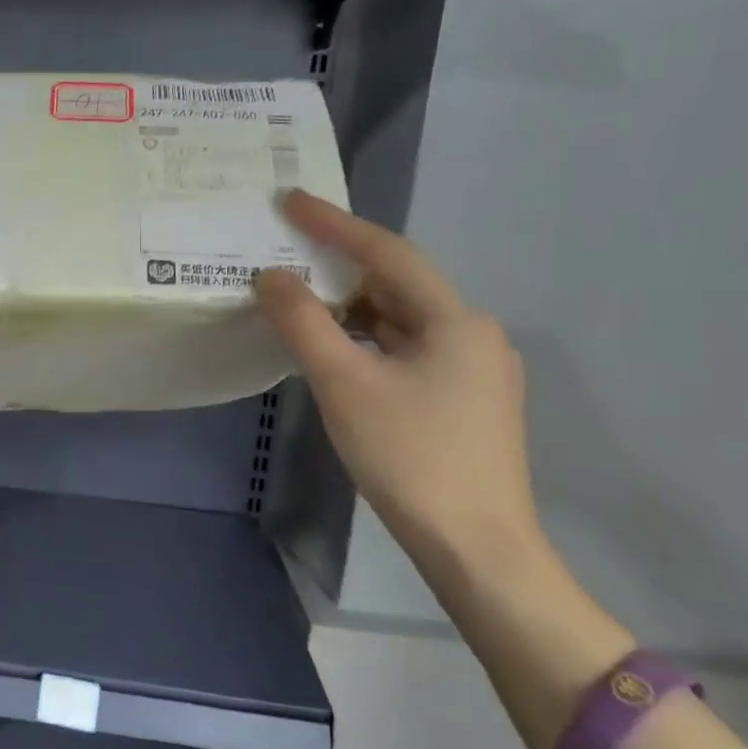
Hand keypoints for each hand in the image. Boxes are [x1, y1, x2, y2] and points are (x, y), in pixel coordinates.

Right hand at [255, 191, 545, 597]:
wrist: (477, 548)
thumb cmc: (411, 457)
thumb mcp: (345, 384)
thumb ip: (303, 323)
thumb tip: (270, 275)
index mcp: (455, 320)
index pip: (387, 253)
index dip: (334, 223)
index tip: (289, 200)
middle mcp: (472, 334)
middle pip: (396, 284)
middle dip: (339, 265)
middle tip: (286, 250)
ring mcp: (472, 370)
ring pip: (399, 319)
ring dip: (349, 306)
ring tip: (299, 298)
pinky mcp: (462, 401)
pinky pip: (404, 349)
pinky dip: (365, 339)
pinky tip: (334, 349)